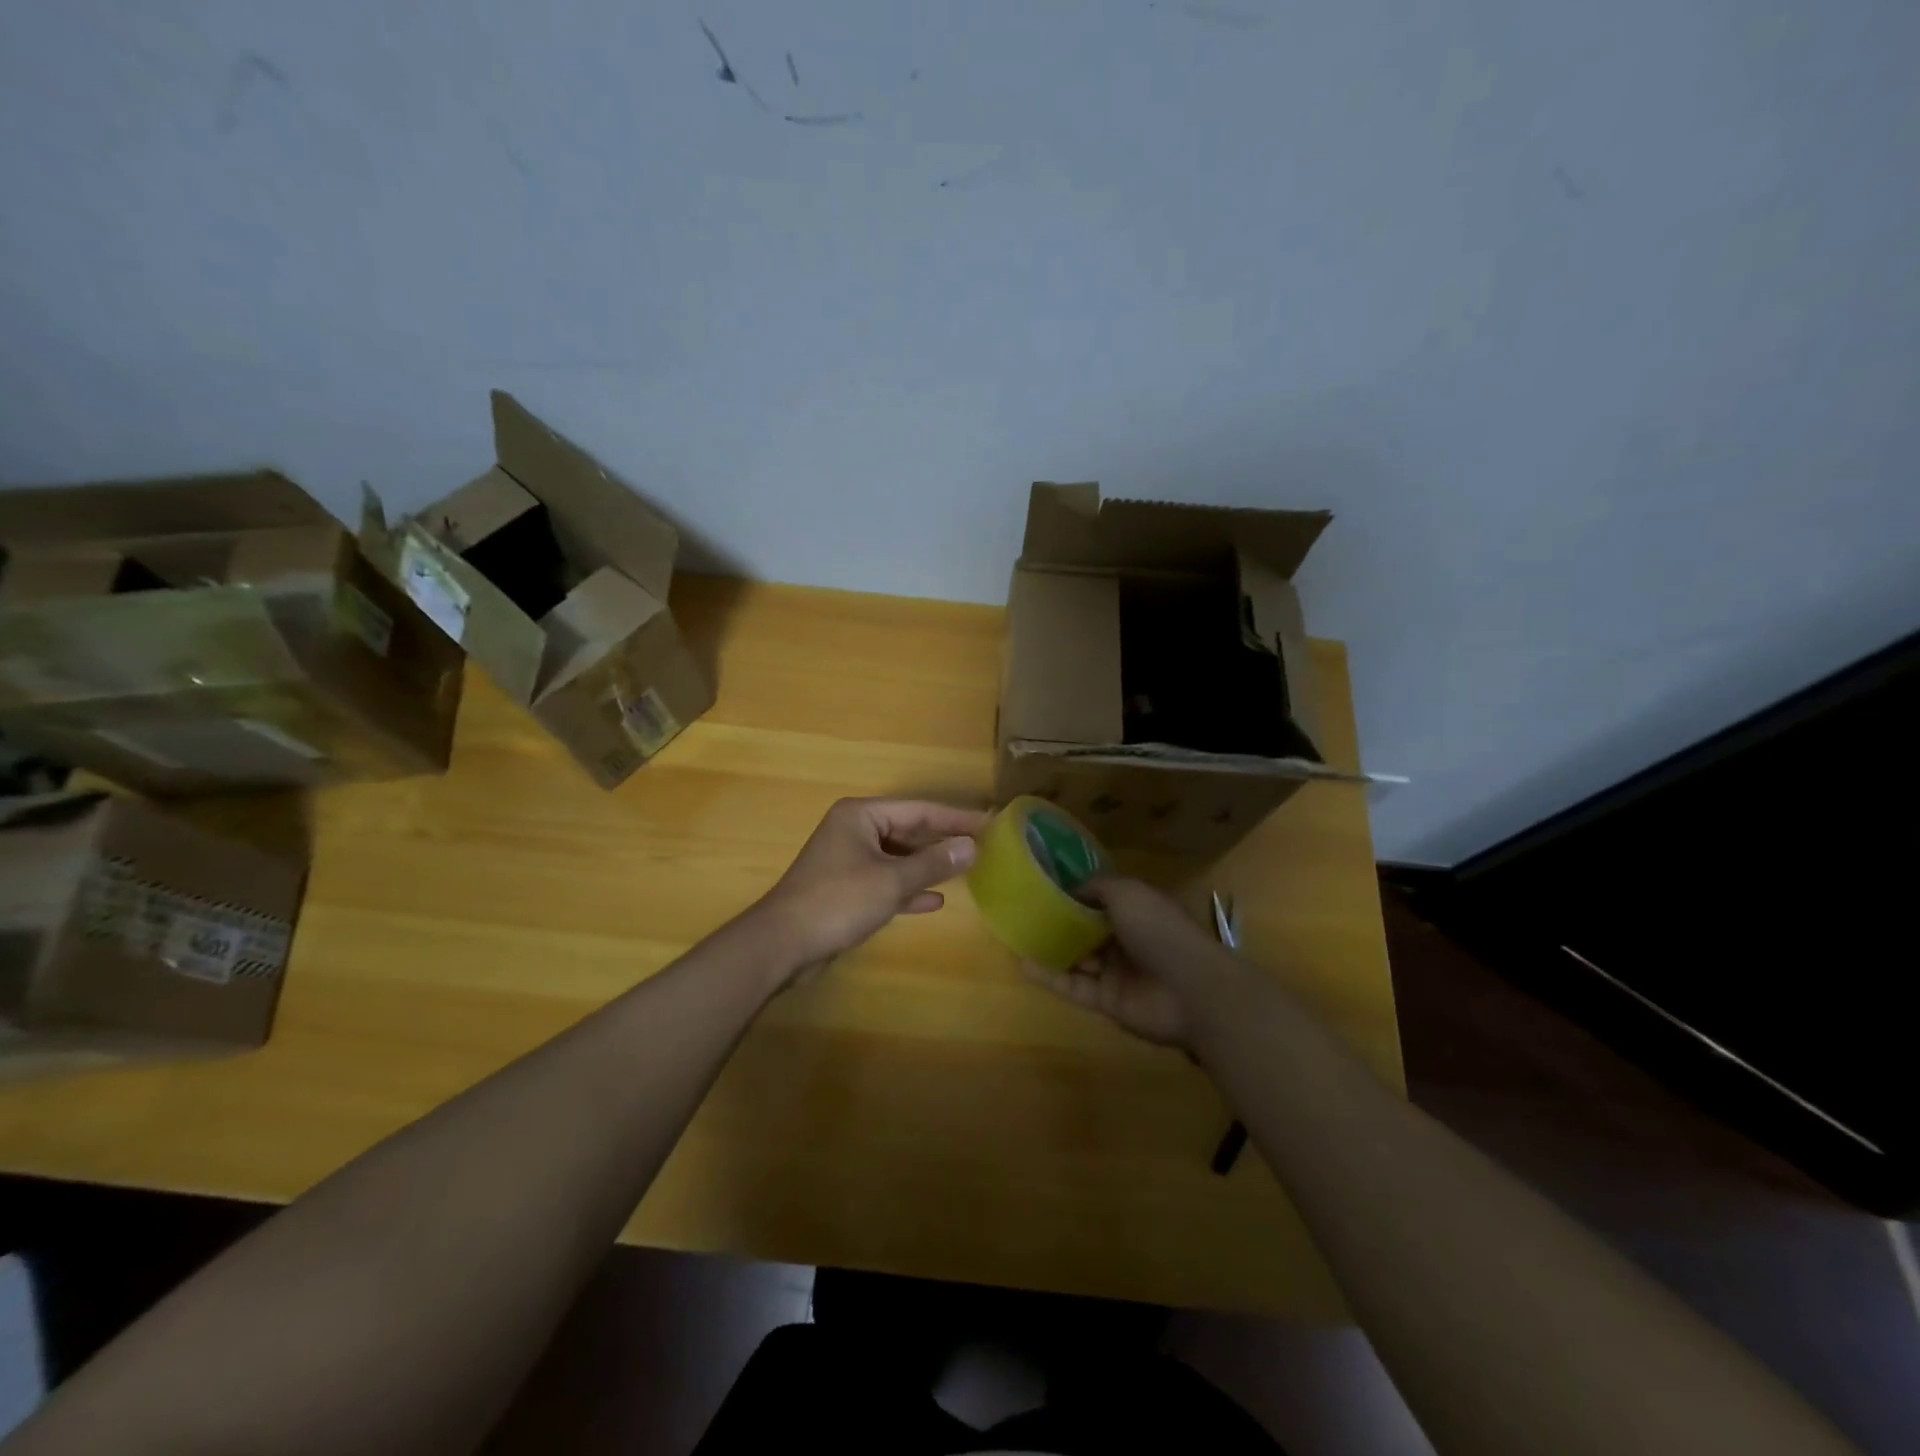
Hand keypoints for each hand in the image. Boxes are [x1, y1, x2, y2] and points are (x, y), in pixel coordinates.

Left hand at [753, 797, 986, 986]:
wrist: (783, 943)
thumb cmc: (838, 901)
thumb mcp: (891, 880)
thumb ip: (933, 863)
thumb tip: (971, 846)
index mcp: (861, 816)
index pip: (918, 809)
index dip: (955, 818)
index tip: (988, 823)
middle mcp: (854, 831)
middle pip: (908, 830)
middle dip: (942, 841)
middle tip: (982, 847)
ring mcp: (848, 860)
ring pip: (897, 857)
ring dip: (927, 866)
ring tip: (965, 870)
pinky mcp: (846, 889)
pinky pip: (885, 881)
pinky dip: (907, 889)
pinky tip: (934, 901)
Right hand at [1022, 877, 1235, 1046]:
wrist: (1191, 990)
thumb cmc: (1160, 930)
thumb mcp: (1127, 892)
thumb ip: (1096, 887)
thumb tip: (1070, 888)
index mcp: (1136, 910)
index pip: (1100, 899)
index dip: (1074, 893)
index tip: (1042, 885)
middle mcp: (1125, 939)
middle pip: (1086, 929)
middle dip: (1059, 921)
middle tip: (1022, 912)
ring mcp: (1116, 972)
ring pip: (1077, 958)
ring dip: (1050, 949)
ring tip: (1016, 937)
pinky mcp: (1107, 1001)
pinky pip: (1073, 987)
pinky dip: (1049, 977)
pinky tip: (1023, 965)